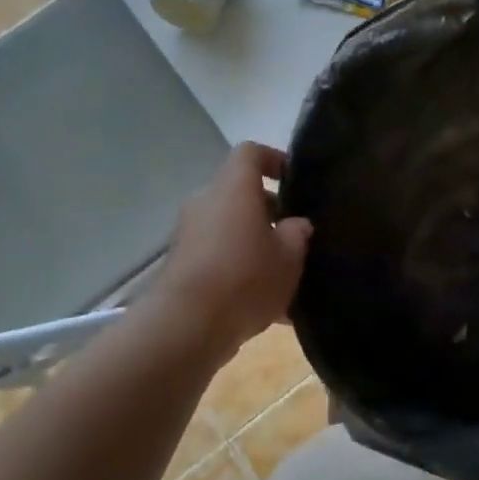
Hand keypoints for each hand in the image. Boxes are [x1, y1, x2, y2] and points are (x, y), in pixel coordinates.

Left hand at [156, 143, 312, 354]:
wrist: (186, 326)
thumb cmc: (245, 278)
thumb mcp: (289, 257)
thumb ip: (297, 234)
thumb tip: (296, 224)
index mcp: (233, 188)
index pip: (250, 153)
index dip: (274, 159)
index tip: (294, 181)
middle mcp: (206, 203)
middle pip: (240, 194)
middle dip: (269, 212)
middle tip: (295, 236)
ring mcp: (189, 235)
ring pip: (230, 228)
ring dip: (255, 244)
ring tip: (284, 275)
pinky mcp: (181, 266)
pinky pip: (218, 258)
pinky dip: (240, 270)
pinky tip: (266, 307)